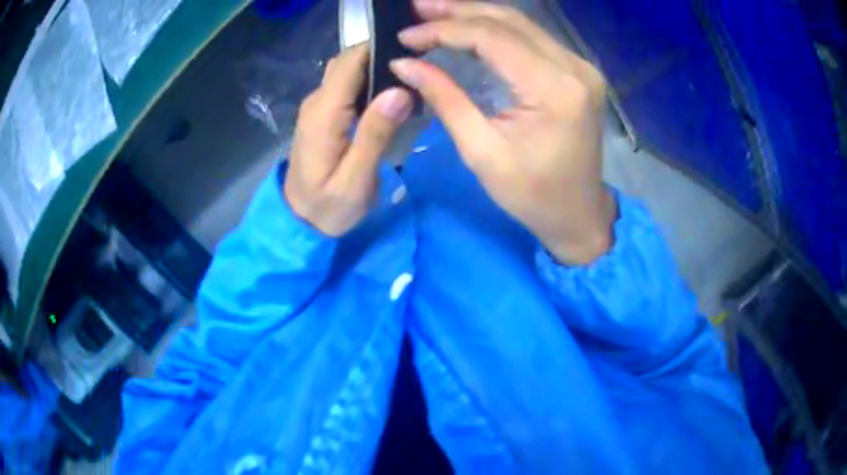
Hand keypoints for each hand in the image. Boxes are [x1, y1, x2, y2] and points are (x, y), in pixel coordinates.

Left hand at [285, 44, 413, 235]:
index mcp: (324, 113)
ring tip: (410, 81)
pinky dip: (368, 83)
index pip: (351, 61)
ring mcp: (317, 106)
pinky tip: (389, 96)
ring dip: (376, 69)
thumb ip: (375, 134)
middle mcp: (317, 101)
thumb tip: (399, 91)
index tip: (415, 57)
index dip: (381, 49)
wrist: (300, 221)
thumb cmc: (329, 207)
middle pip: (349, 60)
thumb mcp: (356, 180)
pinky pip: (346, 86)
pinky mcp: (322, 114)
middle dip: (382, 56)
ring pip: (348, 70)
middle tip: (418, 71)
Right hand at [391, 0, 615, 263]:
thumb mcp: (481, 151)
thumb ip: (445, 98)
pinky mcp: (579, 72)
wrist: (579, 213)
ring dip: (477, 14)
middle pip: (510, 21)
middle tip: (418, 7)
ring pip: (522, 23)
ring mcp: (581, 67)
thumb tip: (404, 63)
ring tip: (436, 11)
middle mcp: (574, 68)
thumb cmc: (532, 194)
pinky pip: (534, 38)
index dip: (444, 31)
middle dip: (458, 11)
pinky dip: (498, 30)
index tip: (406, 36)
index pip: (492, 39)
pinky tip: (470, 27)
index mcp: (553, 90)